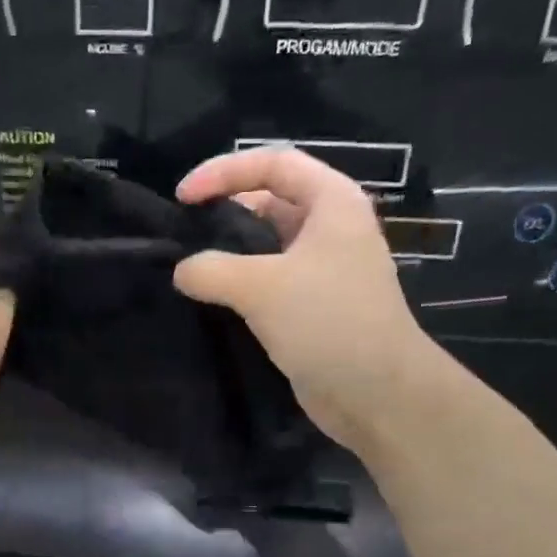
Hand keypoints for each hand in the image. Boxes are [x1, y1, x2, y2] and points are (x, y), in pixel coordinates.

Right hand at [174, 147, 439, 455]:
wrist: (375, 392)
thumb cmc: (326, 322)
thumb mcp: (262, 287)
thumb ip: (212, 270)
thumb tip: (181, 271)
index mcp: (332, 202)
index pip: (273, 164)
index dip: (224, 172)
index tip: (182, 197)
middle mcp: (331, 229)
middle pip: (271, 202)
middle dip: (226, 212)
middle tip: (183, 234)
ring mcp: (324, 271)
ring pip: (268, 248)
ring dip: (231, 254)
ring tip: (190, 269)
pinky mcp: (314, 309)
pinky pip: (271, 285)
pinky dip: (241, 287)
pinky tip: (213, 302)